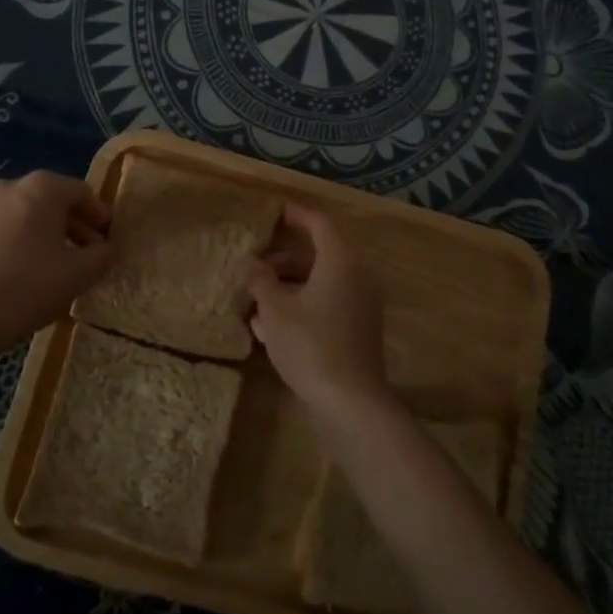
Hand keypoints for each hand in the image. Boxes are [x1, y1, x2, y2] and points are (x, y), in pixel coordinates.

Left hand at [0, 171, 111, 351]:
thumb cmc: (31, 286)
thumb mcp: (82, 272)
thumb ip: (103, 253)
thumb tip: (106, 248)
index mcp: (40, 187)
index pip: (81, 192)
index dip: (100, 214)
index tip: (109, 238)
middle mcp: (9, 187)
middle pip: (52, 200)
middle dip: (75, 225)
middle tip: (90, 252)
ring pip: (27, 215)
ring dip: (48, 233)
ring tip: (62, 263)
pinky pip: (5, 229)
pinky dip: (23, 241)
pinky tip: (30, 269)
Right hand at [243, 202, 392, 421]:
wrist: (350, 401)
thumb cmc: (310, 344)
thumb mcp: (275, 309)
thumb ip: (261, 280)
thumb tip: (251, 264)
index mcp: (340, 262)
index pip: (320, 225)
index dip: (298, 216)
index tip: (277, 212)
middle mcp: (357, 278)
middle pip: (318, 257)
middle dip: (283, 262)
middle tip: (255, 268)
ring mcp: (361, 306)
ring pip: (319, 285)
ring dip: (288, 288)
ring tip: (255, 302)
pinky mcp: (358, 332)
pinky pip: (326, 306)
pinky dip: (301, 307)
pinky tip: (270, 328)